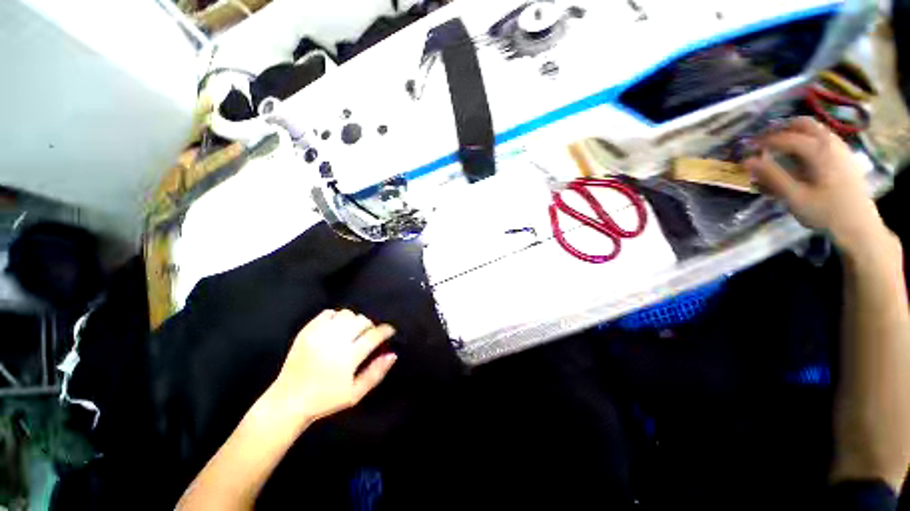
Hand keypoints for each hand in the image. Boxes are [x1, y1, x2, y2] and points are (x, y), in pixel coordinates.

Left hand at [269, 309, 396, 424]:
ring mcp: (319, 334)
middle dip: (370, 326)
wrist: (288, 401)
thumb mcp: (355, 394)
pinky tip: (336, 328)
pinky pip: (327, 313)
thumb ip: (376, 373)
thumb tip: (393, 354)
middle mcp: (335, 341)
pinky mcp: (306, 331)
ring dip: (354, 320)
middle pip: (362, 321)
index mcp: (348, 357)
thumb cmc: (325, 400)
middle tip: (369, 335)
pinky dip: (336, 317)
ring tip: (352, 331)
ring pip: (346, 314)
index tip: (389, 331)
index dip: (386, 330)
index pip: (374, 335)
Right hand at [743, 117, 886, 254]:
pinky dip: (808, 139)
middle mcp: (831, 143)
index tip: (747, 148)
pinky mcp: (845, 157)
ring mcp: (841, 148)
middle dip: (781, 129)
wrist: (859, 226)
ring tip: (779, 145)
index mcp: (819, 151)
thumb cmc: (825, 213)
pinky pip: (824, 138)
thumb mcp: (795, 197)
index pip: (786, 138)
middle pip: (804, 125)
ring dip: (795, 132)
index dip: (764, 141)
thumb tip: (747, 161)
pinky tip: (801, 153)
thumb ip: (772, 176)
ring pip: (815, 129)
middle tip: (763, 141)